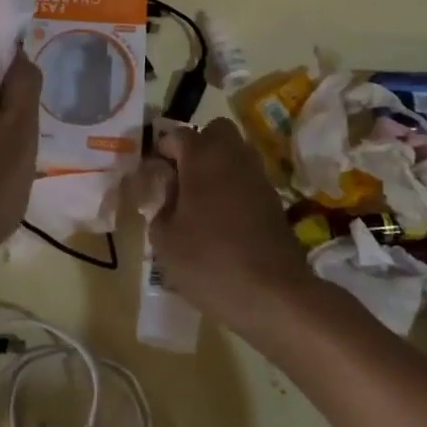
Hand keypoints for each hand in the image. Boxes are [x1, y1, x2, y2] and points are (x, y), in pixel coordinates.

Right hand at [152, 118, 309, 328]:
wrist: (273, 295)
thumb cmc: (209, 260)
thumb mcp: (164, 238)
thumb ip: (160, 206)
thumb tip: (169, 194)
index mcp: (202, 156)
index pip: (176, 135)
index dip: (161, 151)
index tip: (152, 174)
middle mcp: (233, 156)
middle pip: (215, 131)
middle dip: (197, 146)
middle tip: (181, 178)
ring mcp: (258, 177)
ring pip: (235, 153)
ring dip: (217, 166)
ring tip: (200, 200)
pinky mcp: (274, 200)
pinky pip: (247, 179)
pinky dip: (234, 188)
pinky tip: (222, 219)